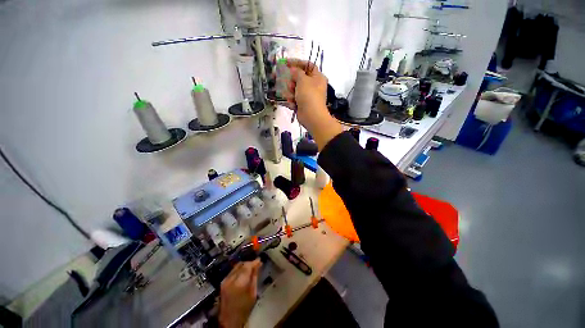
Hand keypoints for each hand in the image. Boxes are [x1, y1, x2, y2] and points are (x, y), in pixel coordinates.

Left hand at [218, 259, 261, 327]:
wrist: (230, 320)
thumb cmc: (244, 308)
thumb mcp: (253, 293)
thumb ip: (254, 276)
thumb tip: (258, 264)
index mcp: (239, 283)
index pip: (247, 266)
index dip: (254, 262)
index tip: (260, 260)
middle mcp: (230, 279)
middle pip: (241, 264)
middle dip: (249, 263)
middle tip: (256, 264)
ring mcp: (225, 280)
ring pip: (236, 266)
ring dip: (244, 266)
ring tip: (251, 268)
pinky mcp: (223, 282)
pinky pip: (232, 271)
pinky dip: (239, 270)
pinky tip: (244, 273)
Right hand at [286, 59, 343, 150]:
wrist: (311, 116)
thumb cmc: (309, 95)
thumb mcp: (303, 80)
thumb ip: (297, 72)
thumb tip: (293, 70)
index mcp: (317, 77)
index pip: (308, 65)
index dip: (297, 63)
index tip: (286, 63)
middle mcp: (313, 86)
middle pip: (299, 78)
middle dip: (293, 81)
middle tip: (291, 85)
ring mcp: (308, 96)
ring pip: (295, 89)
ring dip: (291, 93)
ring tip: (292, 97)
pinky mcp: (302, 104)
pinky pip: (294, 99)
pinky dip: (292, 101)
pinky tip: (292, 104)